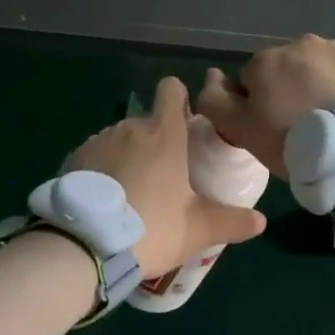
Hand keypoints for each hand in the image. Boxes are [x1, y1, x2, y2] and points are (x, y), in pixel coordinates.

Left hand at [69, 77, 266, 278]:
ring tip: (133, 193)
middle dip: (157, 142)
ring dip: (129, 156)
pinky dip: (103, 170)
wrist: (84, 245)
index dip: (180, 100)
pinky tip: (106, 201)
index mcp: (163, 133)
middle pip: (148, 122)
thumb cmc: (151, 228)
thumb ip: (232, 222)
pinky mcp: (74, 159)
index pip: (171, 89)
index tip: (186, 125)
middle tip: (165, 178)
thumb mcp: (198, 230)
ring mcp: (98, 141)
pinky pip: (96, 156)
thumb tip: (260, 221)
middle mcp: (130, 127)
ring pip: (121, 138)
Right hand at [196, 35, 334, 176]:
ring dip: (319, 89)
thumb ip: (216, 101)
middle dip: (289, 93)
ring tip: (332, 125)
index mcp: (267, 60)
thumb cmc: (296, 142)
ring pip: (319, 70)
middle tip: (302, 131)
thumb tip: (212, 76)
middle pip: (286, 71)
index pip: (250, 80)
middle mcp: (302, 44)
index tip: (272, 132)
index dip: (257, 108)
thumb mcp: (243, 131)